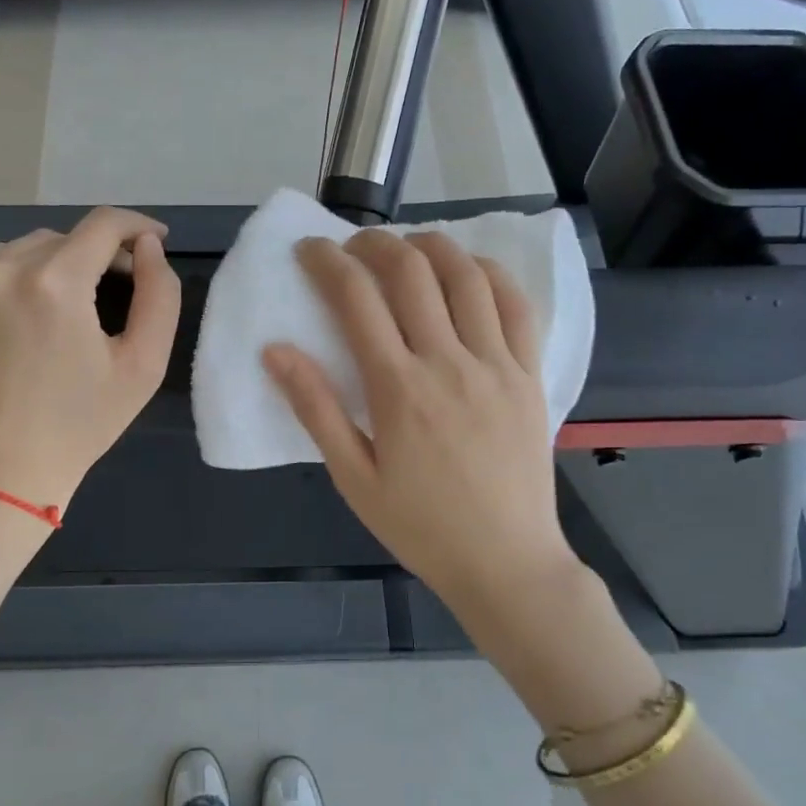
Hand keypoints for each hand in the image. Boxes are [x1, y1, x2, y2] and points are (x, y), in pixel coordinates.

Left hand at [0, 208, 180, 508]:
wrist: (6, 470)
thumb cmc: (84, 421)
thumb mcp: (144, 364)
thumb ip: (160, 295)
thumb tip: (149, 248)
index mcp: (56, 283)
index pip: (104, 225)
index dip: (136, 226)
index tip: (153, 241)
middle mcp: (1, 270)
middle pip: (62, 238)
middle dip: (94, 256)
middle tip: (112, 290)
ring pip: (19, 251)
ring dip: (49, 266)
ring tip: (62, 307)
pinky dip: (8, 281)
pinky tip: (20, 318)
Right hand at [263, 231, 582, 631]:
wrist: (505, 561)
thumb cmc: (421, 526)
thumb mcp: (354, 478)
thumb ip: (315, 409)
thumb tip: (275, 350)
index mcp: (398, 389)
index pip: (356, 299)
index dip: (327, 262)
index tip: (310, 249)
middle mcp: (449, 362)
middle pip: (411, 272)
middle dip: (374, 244)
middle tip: (352, 246)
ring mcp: (496, 364)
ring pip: (466, 276)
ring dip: (431, 246)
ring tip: (407, 247)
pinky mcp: (529, 374)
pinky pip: (516, 305)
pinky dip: (489, 274)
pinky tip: (469, 270)